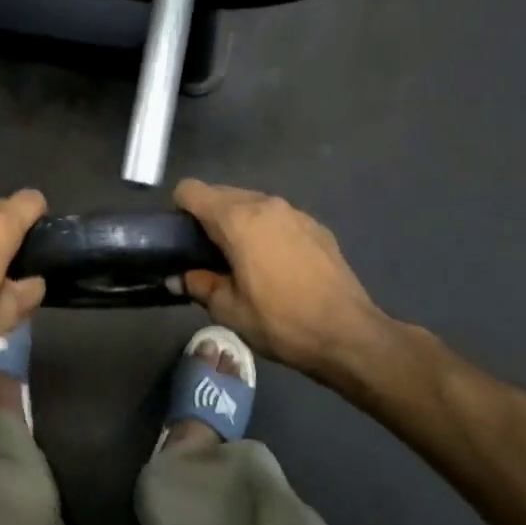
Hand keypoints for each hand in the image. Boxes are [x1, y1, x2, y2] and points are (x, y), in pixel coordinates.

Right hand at [175, 178, 387, 382]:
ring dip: (238, 223)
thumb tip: (178, 278)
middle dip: (208, 217)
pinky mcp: (316, 226)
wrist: (348, 334)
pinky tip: (276, 265)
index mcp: (237, 220)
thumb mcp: (229, 311)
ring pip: (252, 203)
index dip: (179, 209)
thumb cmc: (281, 322)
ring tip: (242, 260)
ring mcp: (295, 212)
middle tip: (207, 255)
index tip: (181, 238)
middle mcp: (265, 204)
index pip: (192, 190)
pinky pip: (278, 218)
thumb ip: (198, 285)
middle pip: (221, 193)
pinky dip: (266, 231)